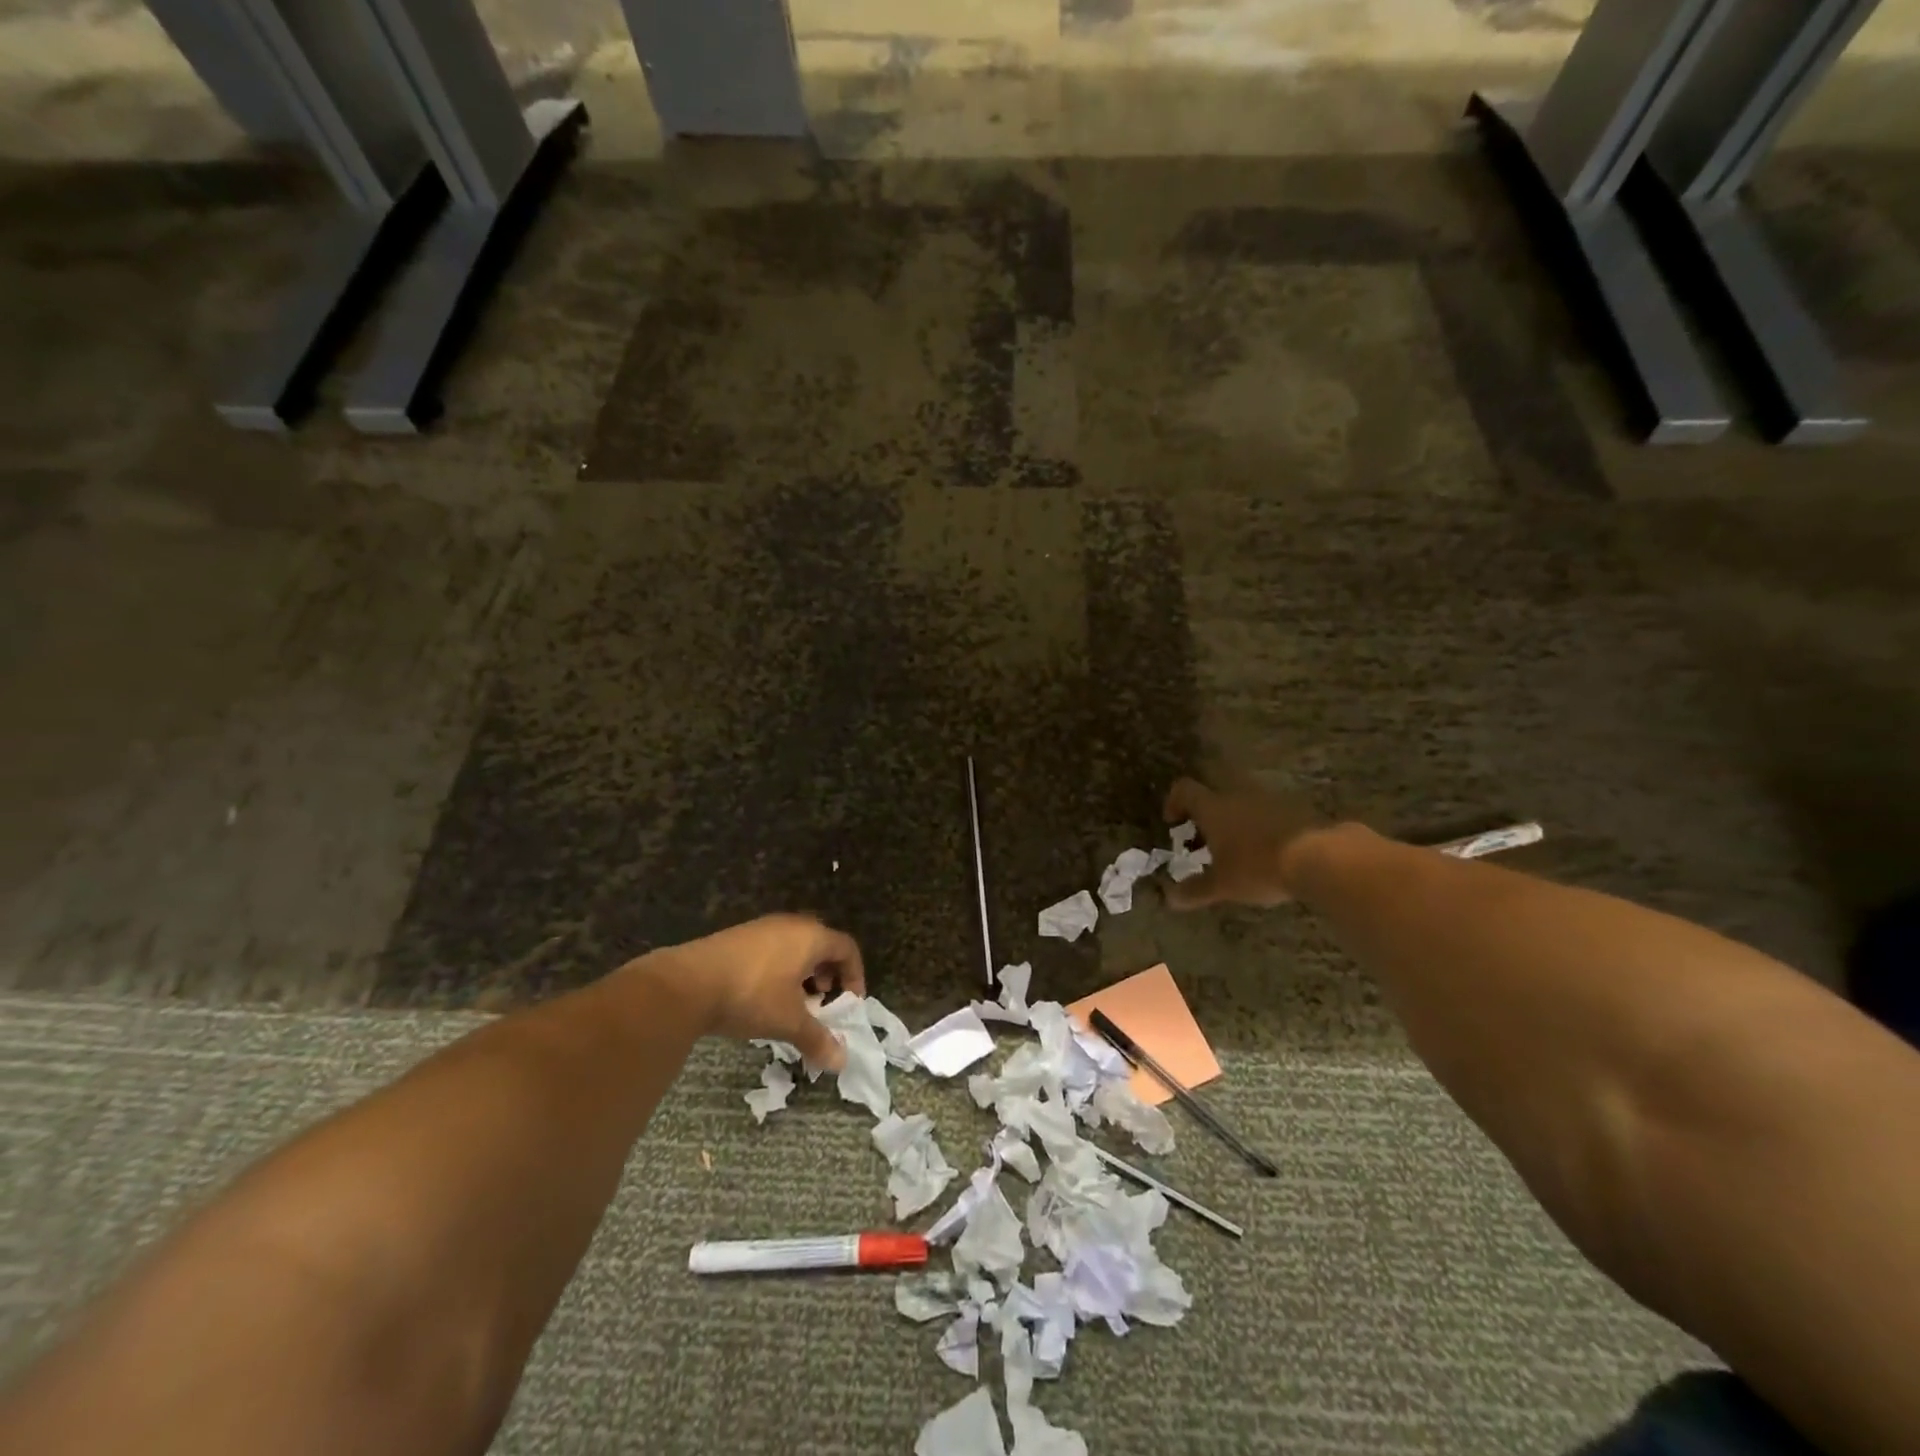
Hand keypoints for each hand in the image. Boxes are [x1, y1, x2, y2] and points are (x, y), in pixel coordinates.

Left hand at [653, 915, 865, 1070]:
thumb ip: (817, 1039)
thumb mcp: (788, 1021)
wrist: (687, 983)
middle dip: (828, 976)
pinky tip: (764, 997)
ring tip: (793, 1004)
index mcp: (811, 937)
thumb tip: (841, 1062)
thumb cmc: (752, 996)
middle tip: (822, 1004)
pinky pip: (773, 950)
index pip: (847, 948)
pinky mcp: (739, 937)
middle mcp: (791, 925)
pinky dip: (780, 970)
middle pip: (823, 945)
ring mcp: (762, 928)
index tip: (850, 1004)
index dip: (855, 976)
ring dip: (803, 974)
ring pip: (796, 948)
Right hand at [1163, 774, 1322, 908]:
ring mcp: (1269, 800)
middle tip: (1203, 845)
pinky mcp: (1295, 809)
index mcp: (1214, 808)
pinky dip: (1260, 829)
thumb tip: (1170, 899)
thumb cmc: (1258, 867)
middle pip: (1213, 797)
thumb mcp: (1222, 885)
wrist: (1319, 857)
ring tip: (1236, 854)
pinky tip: (1266, 854)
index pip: (1185, 790)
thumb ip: (1195, 890)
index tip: (1173, 824)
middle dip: (1205, 819)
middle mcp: (1238, 795)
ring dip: (1234, 824)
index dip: (1174, 802)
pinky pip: (1268, 815)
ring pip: (1242, 806)